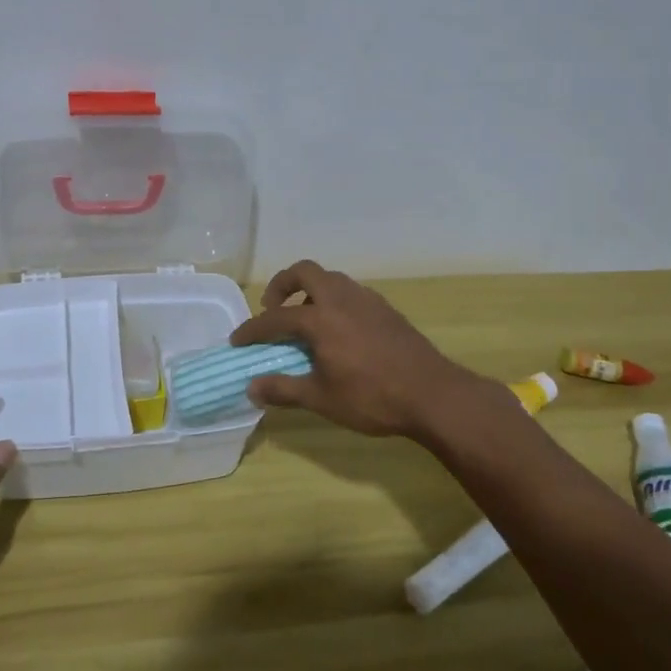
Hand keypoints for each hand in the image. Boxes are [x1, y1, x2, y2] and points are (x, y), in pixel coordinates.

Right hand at [230, 260, 495, 439]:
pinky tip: (339, 329)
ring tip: (305, 319)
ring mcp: (366, 300)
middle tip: (273, 308)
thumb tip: (251, 388)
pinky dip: (334, 300)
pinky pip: (351, 292)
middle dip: (282, 285)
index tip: (237, 340)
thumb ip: (283, 390)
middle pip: (304, 272)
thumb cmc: (372, 397)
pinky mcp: (385, 308)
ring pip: (331, 279)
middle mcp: (341, 299)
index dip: (253, 329)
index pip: (275, 318)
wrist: (432, 394)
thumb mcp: (322, 399)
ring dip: (311, 291)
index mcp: (320, 319)